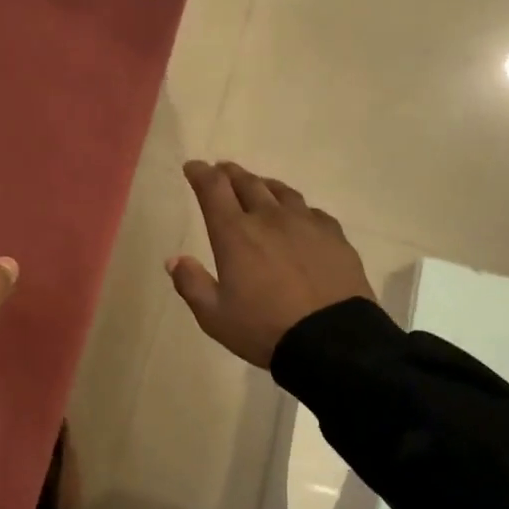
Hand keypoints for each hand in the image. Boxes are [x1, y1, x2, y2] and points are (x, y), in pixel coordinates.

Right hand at [168, 161, 374, 368]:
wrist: (332, 341)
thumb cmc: (264, 328)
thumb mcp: (214, 316)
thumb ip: (191, 284)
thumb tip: (174, 259)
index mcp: (235, 234)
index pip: (213, 189)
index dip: (200, 173)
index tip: (193, 167)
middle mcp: (269, 218)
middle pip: (247, 183)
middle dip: (229, 173)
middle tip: (221, 170)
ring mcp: (306, 224)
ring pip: (281, 192)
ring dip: (263, 185)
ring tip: (257, 186)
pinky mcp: (334, 236)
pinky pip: (311, 211)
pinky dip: (295, 208)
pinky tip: (297, 217)